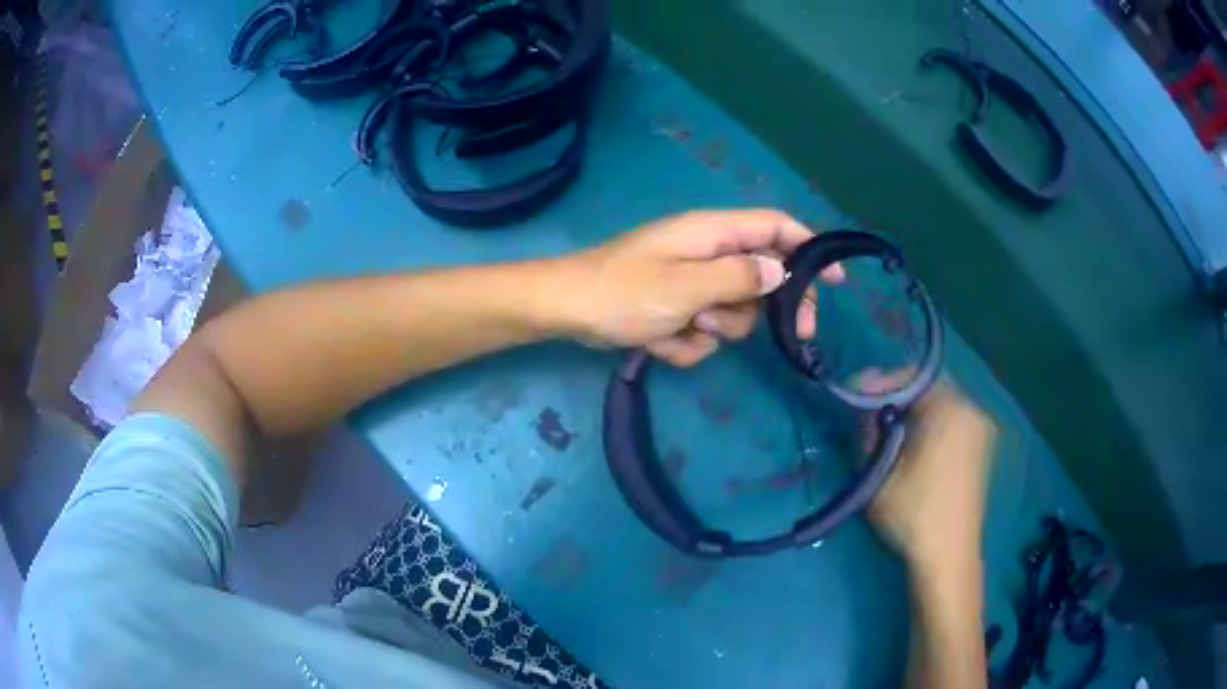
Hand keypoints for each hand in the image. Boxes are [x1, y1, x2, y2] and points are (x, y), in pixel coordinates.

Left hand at [553, 209, 842, 366]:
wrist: (567, 311)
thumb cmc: (623, 293)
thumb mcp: (686, 287)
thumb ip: (738, 277)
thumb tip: (780, 269)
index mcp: (711, 232)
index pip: (775, 226)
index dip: (810, 248)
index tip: (836, 281)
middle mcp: (706, 252)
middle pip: (763, 274)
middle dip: (770, 306)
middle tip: (796, 335)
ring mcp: (690, 281)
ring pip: (733, 309)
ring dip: (716, 328)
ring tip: (683, 327)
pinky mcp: (674, 307)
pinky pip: (701, 329)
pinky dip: (686, 341)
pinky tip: (661, 341)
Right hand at [861, 374, 996, 574]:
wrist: (948, 556)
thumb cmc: (913, 514)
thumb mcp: (878, 473)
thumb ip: (868, 431)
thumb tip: (862, 407)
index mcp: (950, 408)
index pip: (909, 377)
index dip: (878, 385)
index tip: (854, 399)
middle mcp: (971, 409)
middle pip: (926, 389)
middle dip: (894, 399)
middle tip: (867, 418)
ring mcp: (979, 429)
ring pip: (938, 405)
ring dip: (911, 413)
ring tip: (885, 434)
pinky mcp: (980, 448)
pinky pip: (950, 421)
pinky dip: (928, 425)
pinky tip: (911, 448)